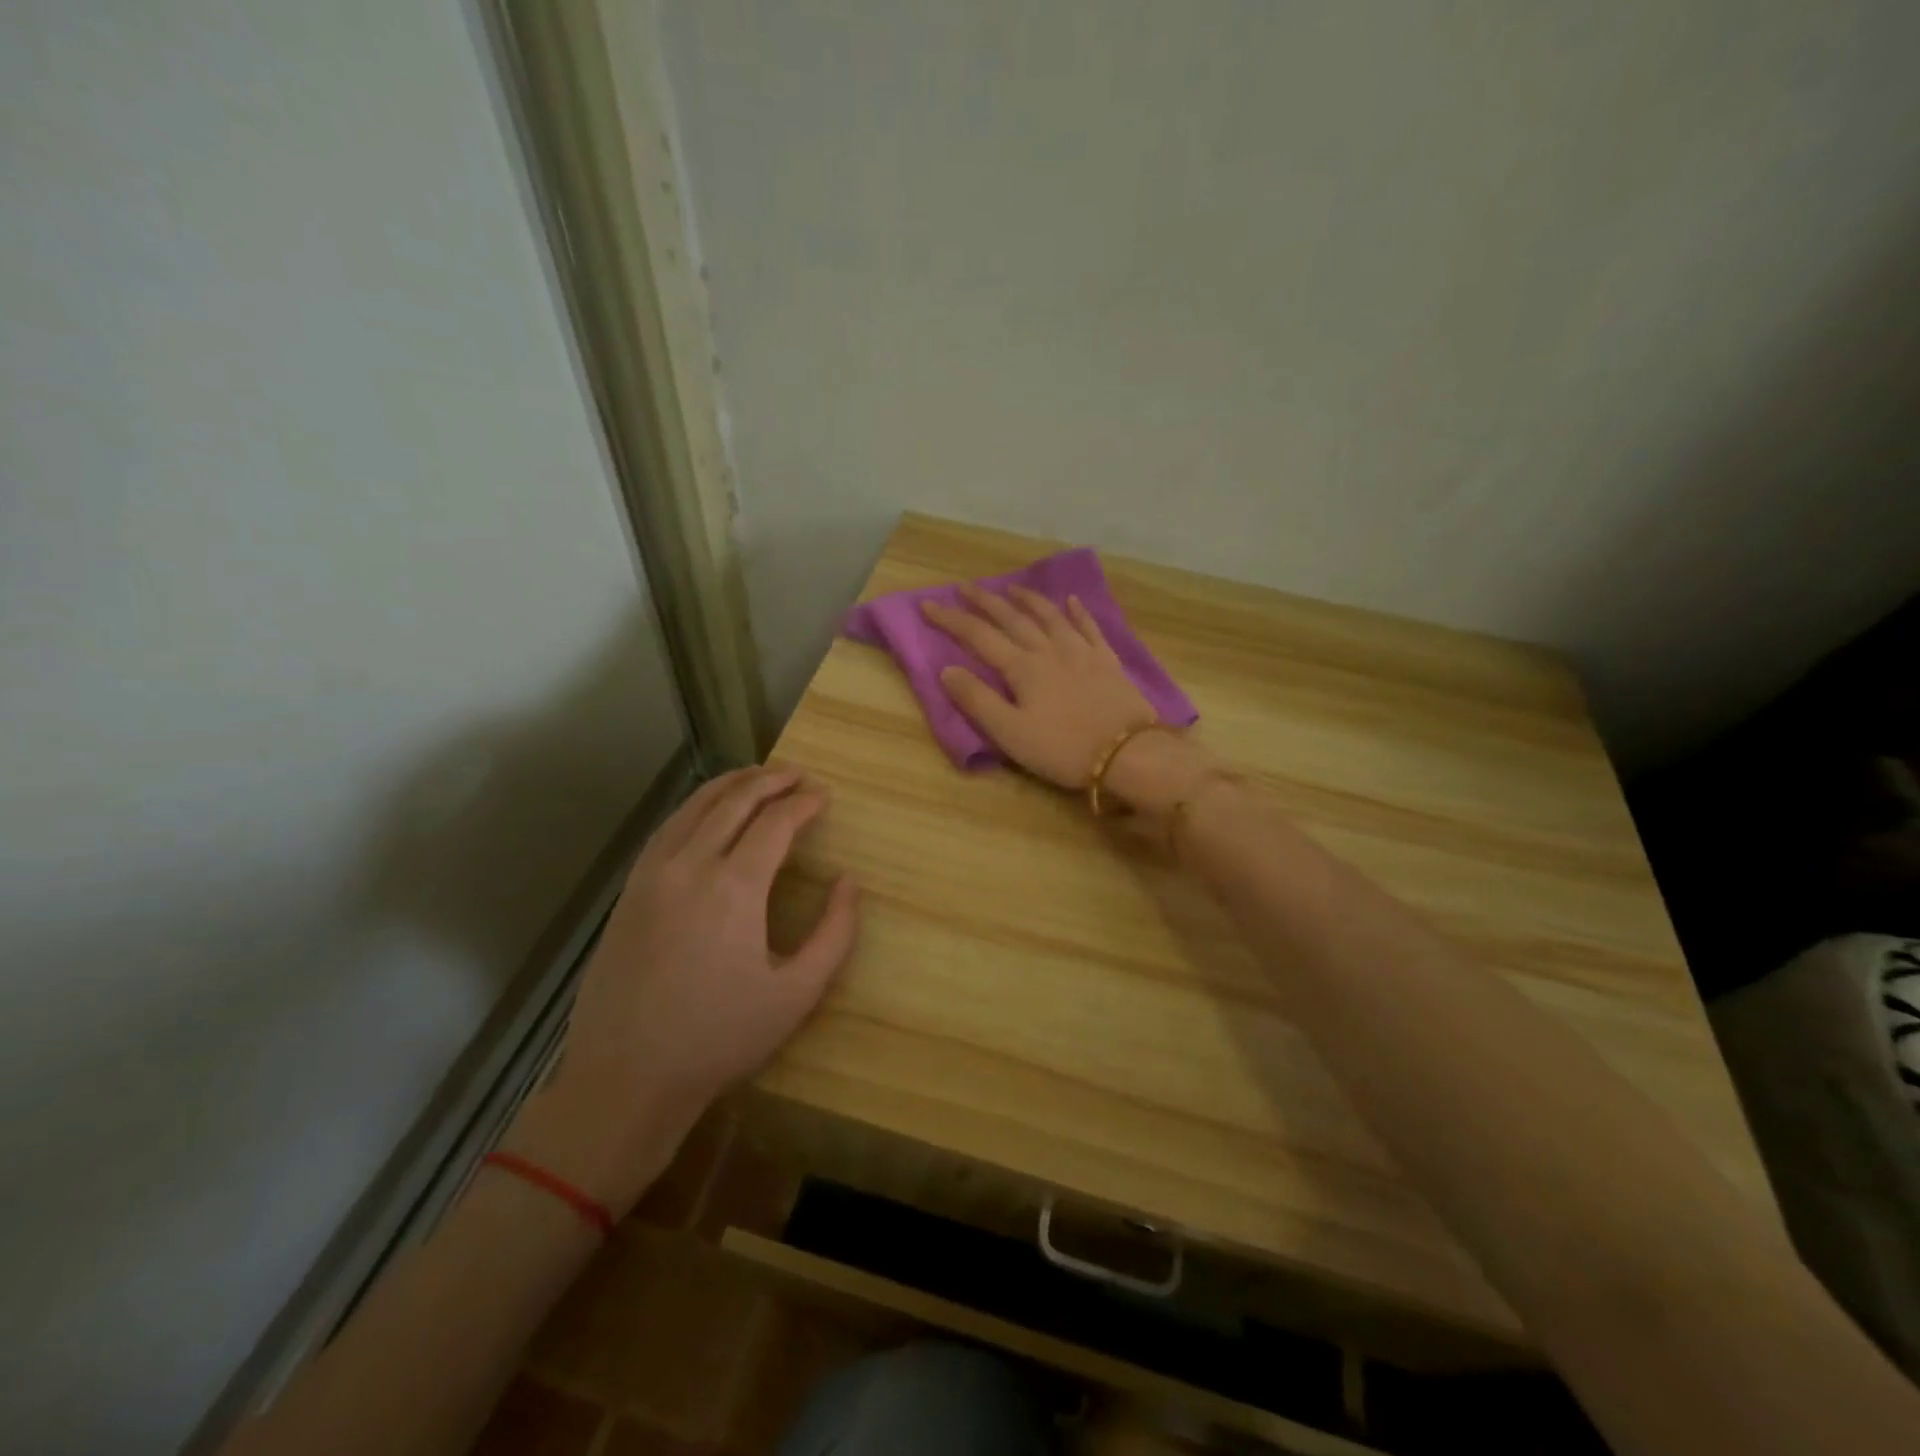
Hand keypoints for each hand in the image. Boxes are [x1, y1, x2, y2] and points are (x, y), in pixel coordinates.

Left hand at [510, 766, 857, 1214]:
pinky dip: (693, 807)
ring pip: (693, 807)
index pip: (775, 822)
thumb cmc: (719, 1038)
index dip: (804, 803)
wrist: (625, 1078)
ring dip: (730, 785)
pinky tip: (706, 812)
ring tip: (757, 777)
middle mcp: (690, 866)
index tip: (824, 796)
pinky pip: (666, 830)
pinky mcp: (629, 892)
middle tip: (798, 774)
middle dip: (770, 780)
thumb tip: (848, 882)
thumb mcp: (797, 993)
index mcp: (734, 886)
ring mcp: (651, 875)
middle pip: (734, 801)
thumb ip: (835, 933)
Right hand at [922, 582, 1157, 787]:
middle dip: (986, 602)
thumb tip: (946, 670)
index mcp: (1023, 668)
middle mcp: (1050, 651)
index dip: (952, 620)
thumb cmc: (1063, 749)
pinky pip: (1090, 628)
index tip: (928, 604)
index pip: (979, 637)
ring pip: (1051, 616)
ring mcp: (1082, 653)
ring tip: (1013, 588)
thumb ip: (977, 700)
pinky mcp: (1108, 662)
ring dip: (1029, 600)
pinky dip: (1078, 612)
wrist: (1128, 753)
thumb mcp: (1010, 733)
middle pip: (1013, 619)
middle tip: (966, 587)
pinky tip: (1072, 601)